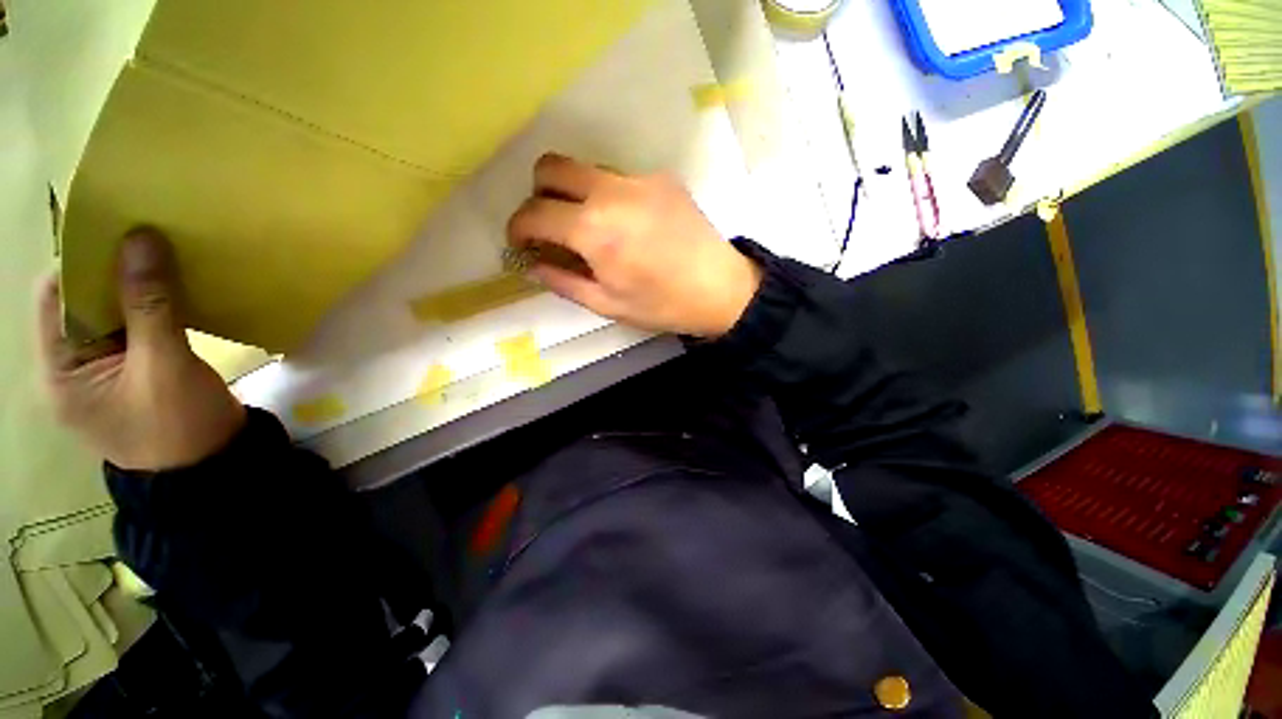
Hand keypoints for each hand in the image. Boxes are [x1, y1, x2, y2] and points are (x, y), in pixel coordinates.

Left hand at [38, 231, 246, 471]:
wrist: (213, 470)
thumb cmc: (179, 427)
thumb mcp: (164, 365)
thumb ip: (149, 304)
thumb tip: (141, 239)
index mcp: (60, 371)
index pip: (55, 298)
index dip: (82, 262)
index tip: (121, 232)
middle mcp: (71, 367)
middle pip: (81, 303)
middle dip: (111, 271)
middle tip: (150, 242)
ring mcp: (103, 372)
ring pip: (110, 314)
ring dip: (134, 288)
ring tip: (165, 263)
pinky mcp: (132, 373)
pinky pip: (133, 329)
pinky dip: (151, 308)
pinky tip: (174, 294)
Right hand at [507, 153, 762, 336]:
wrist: (721, 289)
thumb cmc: (663, 305)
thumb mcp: (608, 304)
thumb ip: (563, 282)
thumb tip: (533, 265)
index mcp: (594, 229)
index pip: (534, 213)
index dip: (518, 228)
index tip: (521, 243)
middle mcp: (611, 191)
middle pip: (551, 167)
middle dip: (539, 196)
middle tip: (551, 227)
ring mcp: (640, 179)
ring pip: (586, 170)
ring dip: (574, 194)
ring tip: (592, 230)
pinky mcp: (662, 178)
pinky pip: (619, 178)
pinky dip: (608, 197)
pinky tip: (627, 226)